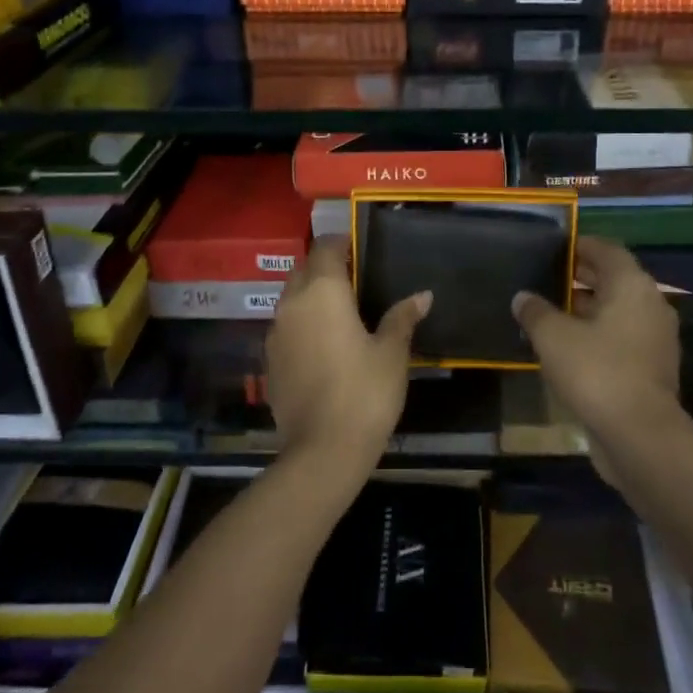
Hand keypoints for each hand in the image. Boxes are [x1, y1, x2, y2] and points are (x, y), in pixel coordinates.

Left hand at [266, 237, 430, 479]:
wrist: (323, 449)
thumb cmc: (365, 391)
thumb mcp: (392, 352)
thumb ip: (402, 317)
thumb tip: (422, 295)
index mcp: (322, 292)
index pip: (325, 248)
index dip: (341, 243)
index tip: (359, 250)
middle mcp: (291, 304)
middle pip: (303, 271)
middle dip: (324, 269)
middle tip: (354, 281)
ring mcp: (275, 334)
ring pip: (290, 300)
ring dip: (310, 297)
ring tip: (340, 312)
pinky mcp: (270, 362)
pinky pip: (285, 329)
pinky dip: (302, 326)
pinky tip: (324, 345)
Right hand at [513, 237, 679, 446]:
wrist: (639, 435)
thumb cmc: (596, 371)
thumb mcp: (554, 337)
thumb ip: (536, 312)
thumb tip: (522, 297)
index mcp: (632, 286)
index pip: (608, 251)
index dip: (581, 245)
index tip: (556, 246)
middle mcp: (650, 306)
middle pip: (614, 281)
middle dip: (581, 277)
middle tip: (546, 276)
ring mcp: (654, 340)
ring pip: (617, 312)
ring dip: (587, 309)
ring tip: (550, 311)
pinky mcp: (650, 369)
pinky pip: (620, 339)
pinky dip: (596, 335)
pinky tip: (566, 347)